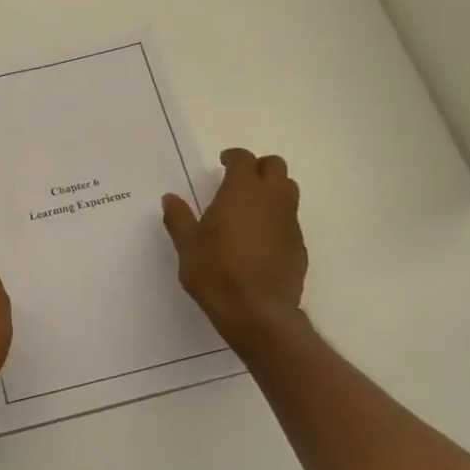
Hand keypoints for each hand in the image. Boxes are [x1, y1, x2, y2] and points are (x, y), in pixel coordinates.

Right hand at [162, 148, 307, 346]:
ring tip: (251, 208)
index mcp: (242, 191)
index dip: (234, 157)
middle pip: (276, 167)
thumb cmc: (216, 272)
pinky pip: (290, 221)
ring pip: (288, 192)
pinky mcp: (299, 246)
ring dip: (272, 191)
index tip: (223, 162)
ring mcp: (290, 222)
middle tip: (240, 181)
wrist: (257, 312)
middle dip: (259, 168)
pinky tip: (261, 240)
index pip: (244, 159)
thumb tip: (170, 198)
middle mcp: (272, 199)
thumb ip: (179, 218)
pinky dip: (277, 220)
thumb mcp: (187, 245)